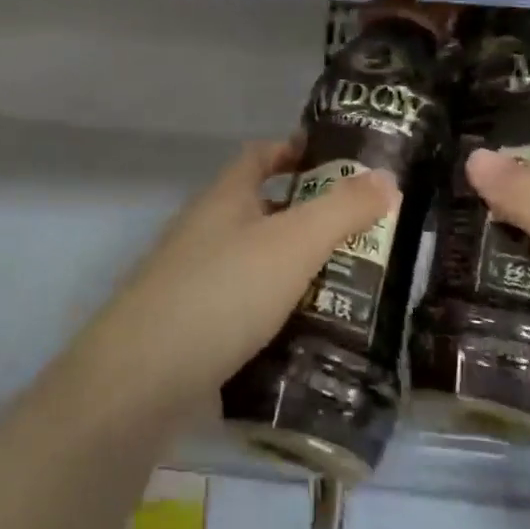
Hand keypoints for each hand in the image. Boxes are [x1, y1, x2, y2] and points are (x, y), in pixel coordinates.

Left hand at [65, 140, 398, 426]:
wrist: (143, 378)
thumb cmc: (223, 291)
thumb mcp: (293, 243)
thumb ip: (342, 210)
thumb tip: (386, 177)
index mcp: (224, 198)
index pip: (259, 156)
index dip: (295, 151)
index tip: (338, 161)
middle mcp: (205, 232)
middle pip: (261, 211)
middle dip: (309, 219)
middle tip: (365, 236)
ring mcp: (194, 281)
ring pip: (256, 264)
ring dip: (297, 271)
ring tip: (352, 289)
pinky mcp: (193, 329)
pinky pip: (245, 309)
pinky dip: (278, 314)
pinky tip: (310, 336)